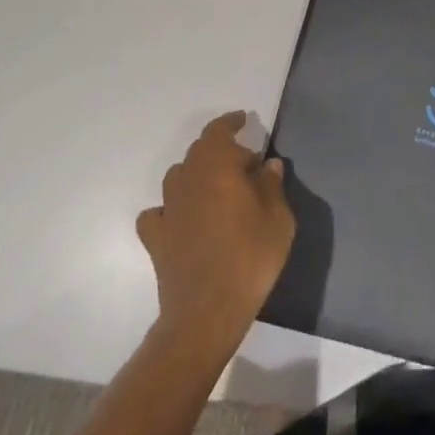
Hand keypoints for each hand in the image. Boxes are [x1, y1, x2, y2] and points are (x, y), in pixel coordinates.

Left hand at [136, 112, 295, 355]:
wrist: (206, 314)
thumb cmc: (250, 258)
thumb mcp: (278, 219)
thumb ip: (273, 186)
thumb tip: (269, 165)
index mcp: (217, 166)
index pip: (218, 131)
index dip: (231, 122)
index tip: (243, 121)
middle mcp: (187, 179)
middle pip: (199, 152)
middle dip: (221, 152)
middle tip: (244, 166)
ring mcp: (167, 209)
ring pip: (178, 177)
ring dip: (196, 176)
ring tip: (216, 191)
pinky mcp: (155, 238)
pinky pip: (158, 212)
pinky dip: (170, 209)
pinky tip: (183, 220)